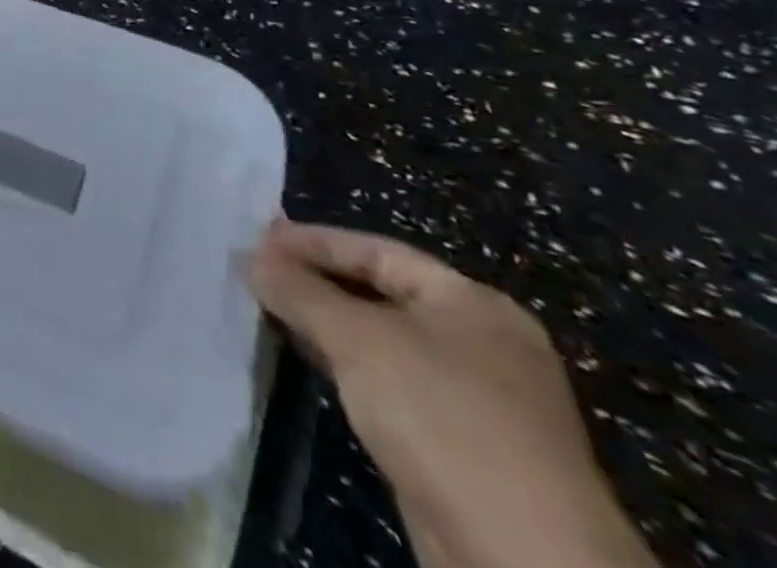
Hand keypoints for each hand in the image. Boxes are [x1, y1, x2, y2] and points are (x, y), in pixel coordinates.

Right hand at [250, 221, 657, 567]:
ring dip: (324, 325)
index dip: (313, 241)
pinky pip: (389, 382)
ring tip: (267, 309)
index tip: (256, 240)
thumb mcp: (356, 338)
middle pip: (379, 293)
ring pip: (381, 340)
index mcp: (473, 303)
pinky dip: (345, 365)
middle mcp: (481, 342)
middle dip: (315, 281)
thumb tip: (251, 258)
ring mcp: (476, 398)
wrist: (524, 560)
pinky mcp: (461, 445)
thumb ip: (298, 290)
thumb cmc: (442, 416)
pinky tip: (306, 360)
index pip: (377, 250)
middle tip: (255, 271)